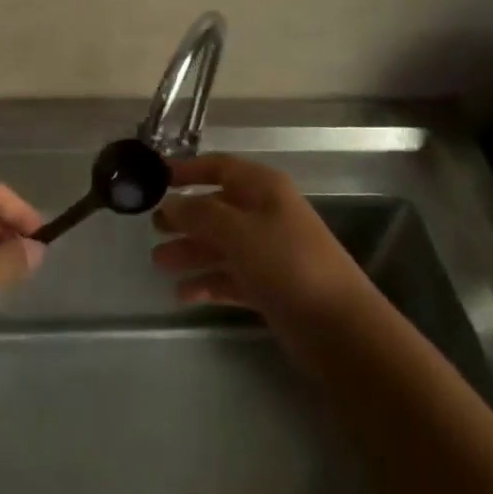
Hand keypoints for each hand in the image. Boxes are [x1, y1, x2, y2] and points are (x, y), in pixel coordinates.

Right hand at [151, 155, 369, 331]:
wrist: (339, 327)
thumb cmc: (287, 263)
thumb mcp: (238, 231)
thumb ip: (199, 214)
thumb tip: (170, 203)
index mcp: (264, 189)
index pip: (220, 167)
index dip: (189, 170)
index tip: (156, 178)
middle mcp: (266, 214)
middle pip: (218, 208)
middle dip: (185, 217)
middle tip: (153, 228)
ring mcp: (269, 252)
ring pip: (221, 245)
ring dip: (191, 252)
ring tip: (159, 263)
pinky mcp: (270, 287)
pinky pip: (231, 278)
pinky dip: (208, 283)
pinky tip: (183, 294)